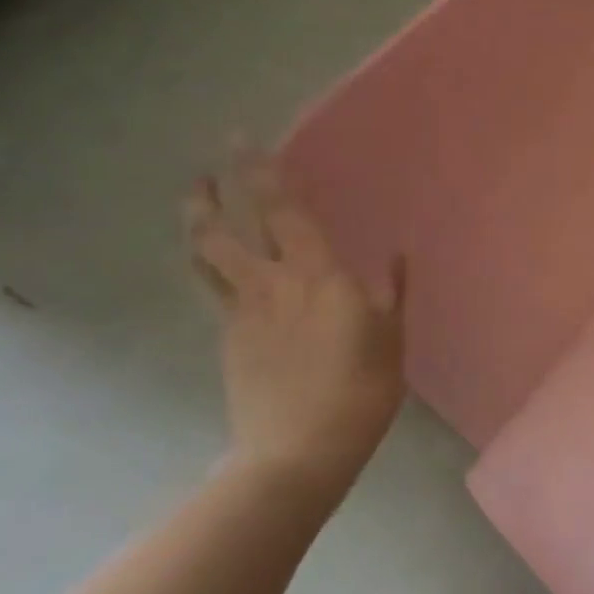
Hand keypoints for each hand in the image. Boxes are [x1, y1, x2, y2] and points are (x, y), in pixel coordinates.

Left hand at [187, 145, 406, 493]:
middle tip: (206, 167)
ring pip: (207, 258)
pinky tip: (219, 268)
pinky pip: (214, 291)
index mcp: (315, 275)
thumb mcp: (391, 339)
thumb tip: (398, 256)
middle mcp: (270, 284)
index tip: (243, 140)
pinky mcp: (227, 341)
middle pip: (225, 229)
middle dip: (211, 192)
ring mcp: (241, 313)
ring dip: (198, 224)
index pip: (282, 210)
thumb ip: (392, 293)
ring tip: (195, 203)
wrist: (298, 453)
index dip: (261, 171)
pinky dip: (210, 267)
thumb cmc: (360, 391)